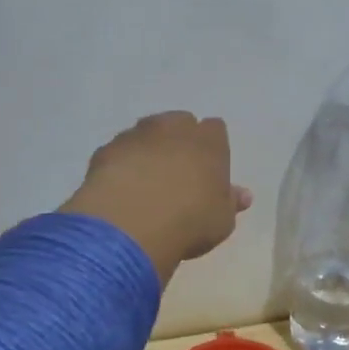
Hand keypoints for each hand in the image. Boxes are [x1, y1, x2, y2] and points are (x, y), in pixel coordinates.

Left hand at [60, 112, 250, 285]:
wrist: (130, 226)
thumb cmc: (189, 222)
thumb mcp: (222, 221)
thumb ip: (231, 202)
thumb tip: (242, 194)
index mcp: (208, 141)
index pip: (216, 129)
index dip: (213, 148)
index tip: (209, 170)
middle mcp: (173, 128)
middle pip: (180, 123)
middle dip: (180, 140)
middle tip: (179, 172)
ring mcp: (136, 135)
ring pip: (147, 133)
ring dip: (149, 148)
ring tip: (147, 180)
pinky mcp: (106, 150)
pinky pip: (120, 151)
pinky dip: (122, 163)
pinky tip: (122, 188)